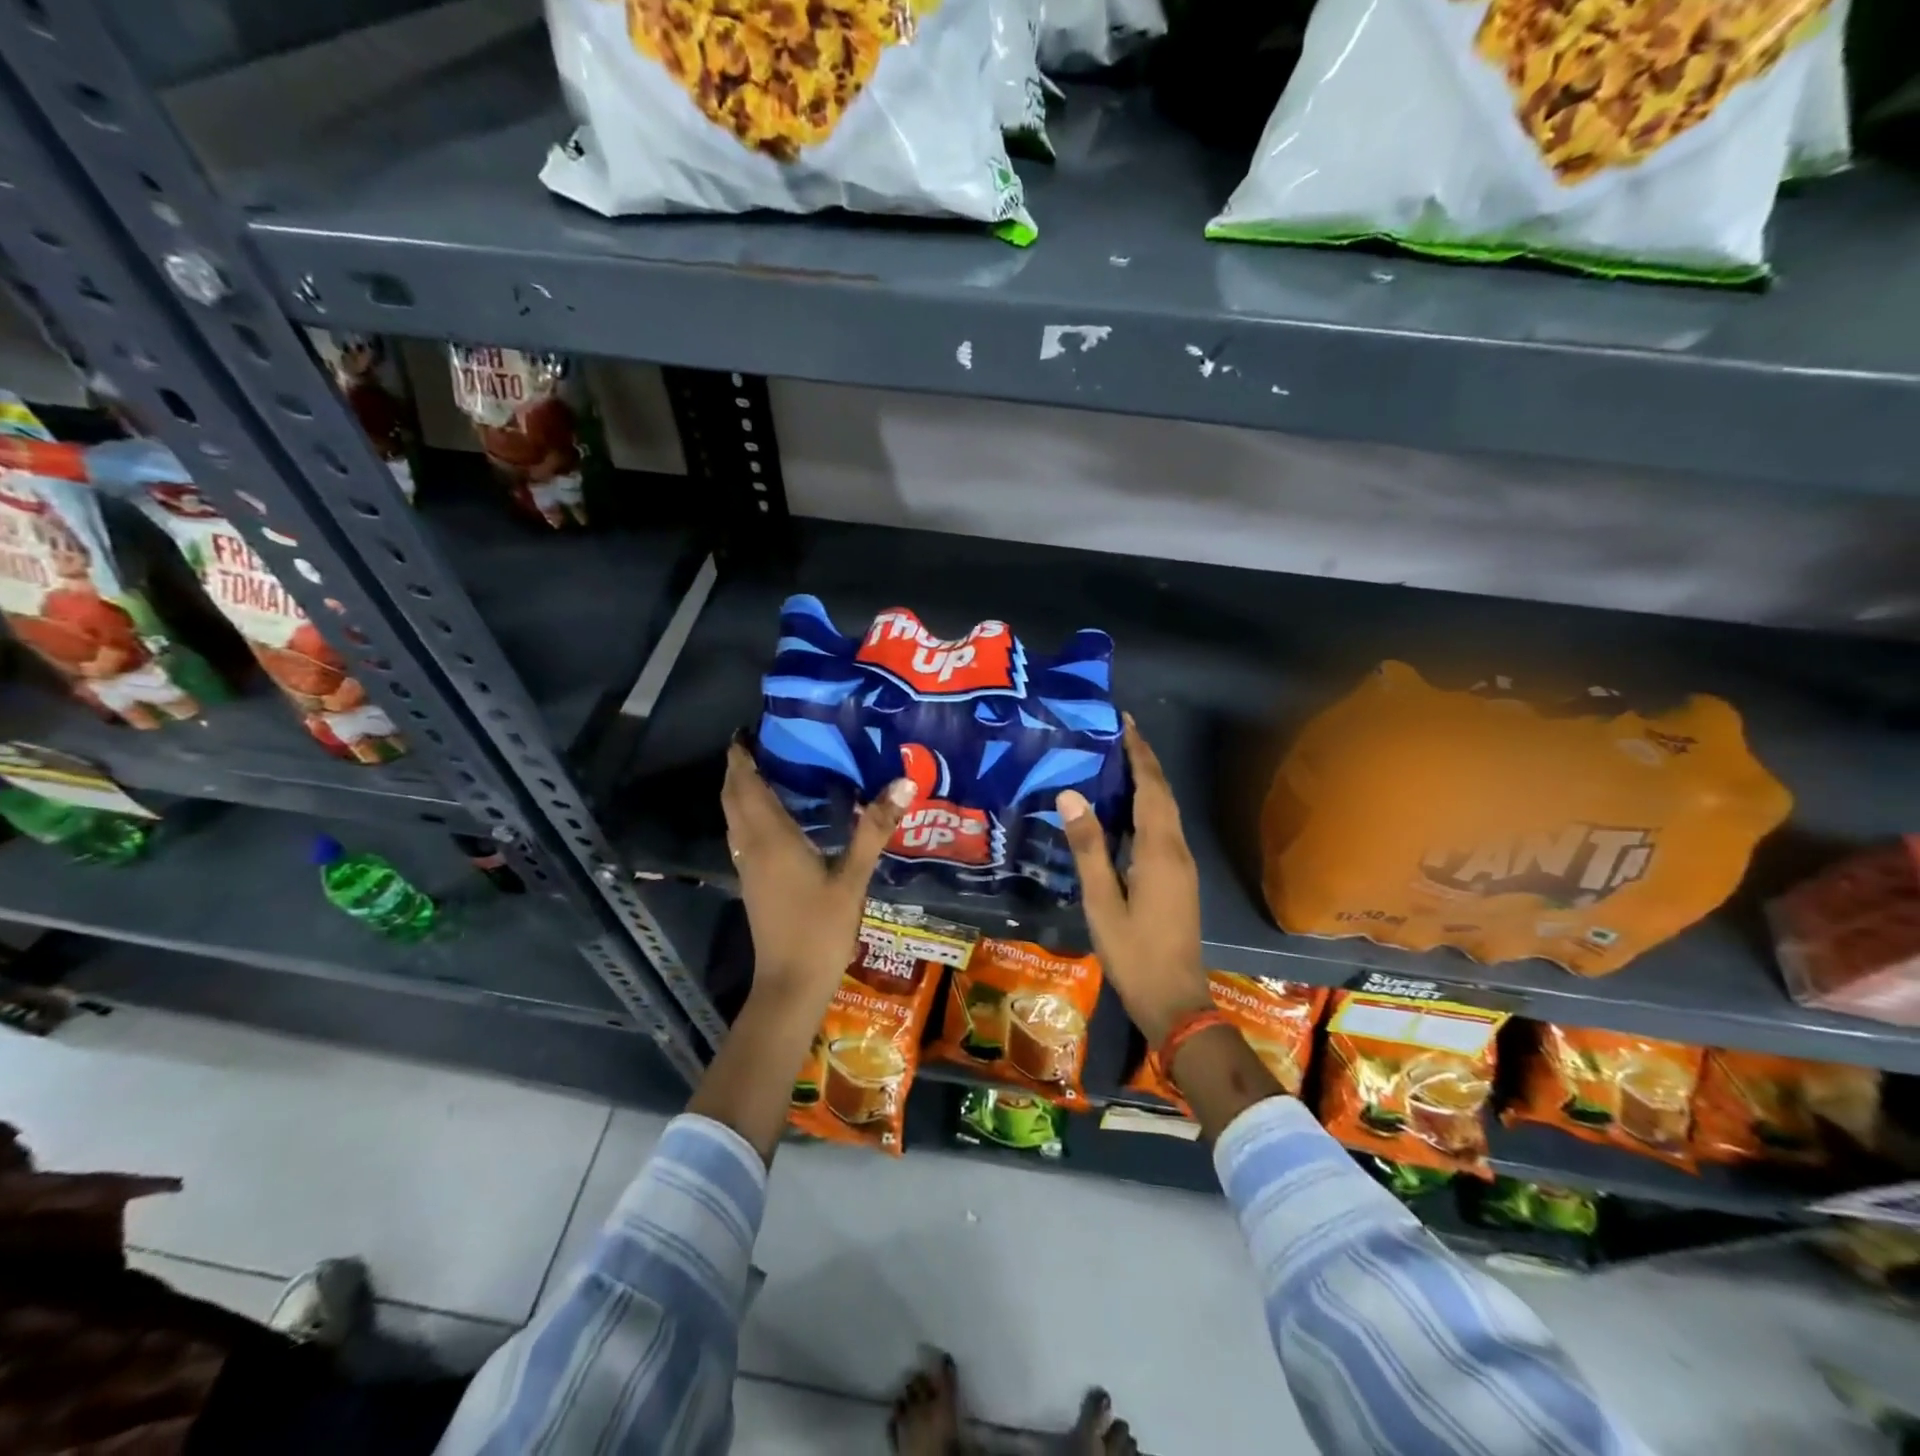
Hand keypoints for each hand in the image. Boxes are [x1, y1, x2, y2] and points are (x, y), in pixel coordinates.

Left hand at [721, 742, 914, 1009]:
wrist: (790, 984)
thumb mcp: (854, 877)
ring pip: (734, 816)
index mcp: (770, 836)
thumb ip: (874, 829)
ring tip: (771, 768)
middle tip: (765, 742)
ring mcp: (747, 866)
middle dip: (740, 766)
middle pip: (733, 796)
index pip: (744, 783)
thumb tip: (903, 783)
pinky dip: (749, 812)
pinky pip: (742, 833)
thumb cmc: (820, 928)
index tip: (750, 728)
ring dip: (742, 789)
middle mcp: (751, 845)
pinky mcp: (752, 882)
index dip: (741, 754)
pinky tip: (778, 815)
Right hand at [1056, 717, 1213, 1045]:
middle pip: (1163, 794)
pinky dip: (1148, 807)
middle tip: (1116, 734)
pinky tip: (1124, 812)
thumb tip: (1071, 794)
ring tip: (1117, 762)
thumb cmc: (1133, 952)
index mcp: (1159, 850)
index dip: (1139, 753)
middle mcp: (1176, 849)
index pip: (1151, 787)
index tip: (1124, 722)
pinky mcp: (1178, 879)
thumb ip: (1088, 847)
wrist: (1175, 1000)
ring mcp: (1181, 865)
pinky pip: (1164, 828)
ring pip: (1166, 811)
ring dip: (1147, 782)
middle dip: (1144, 760)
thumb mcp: (1102, 901)